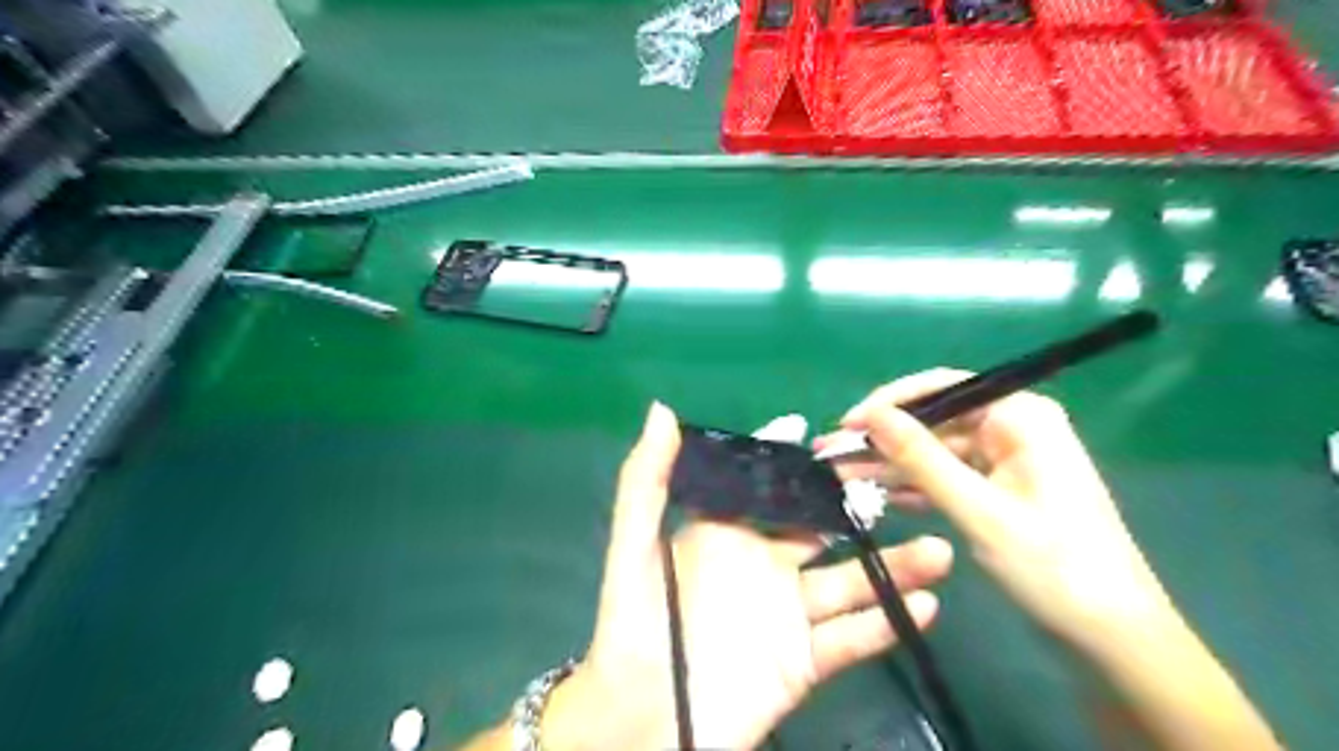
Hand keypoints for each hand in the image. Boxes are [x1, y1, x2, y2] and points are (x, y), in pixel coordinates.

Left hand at [543, 404, 950, 750]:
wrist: (642, 723)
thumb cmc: (635, 626)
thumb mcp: (635, 547)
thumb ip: (647, 481)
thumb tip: (662, 410)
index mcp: (725, 534)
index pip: (769, 488)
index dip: (797, 461)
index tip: (836, 435)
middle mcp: (762, 566)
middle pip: (821, 529)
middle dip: (857, 509)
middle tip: (905, 487)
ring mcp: (786, 615)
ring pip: (848, 582)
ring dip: (893, 566)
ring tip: (937, 550)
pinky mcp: (802, 662)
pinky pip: (851, 638)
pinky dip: (885, 623)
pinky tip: (923, 604)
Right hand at [818, 368, 1174, 651]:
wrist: (1111, 637)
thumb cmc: (1053, 566)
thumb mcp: (978, 510)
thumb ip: (921, 458)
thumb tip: (871, 416)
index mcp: (1021, 417)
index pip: (943, 388)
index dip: (890, 402)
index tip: (848, 424)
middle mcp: (1013, 429)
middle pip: (935, 421)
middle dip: (885, 439)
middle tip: (833, 454)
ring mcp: (1006, 461)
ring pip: (935, 451)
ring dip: (892, 465)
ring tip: (841, 475)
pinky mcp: (999, 490)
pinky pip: (947, 477)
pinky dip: (915, 487)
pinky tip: (879, 498)